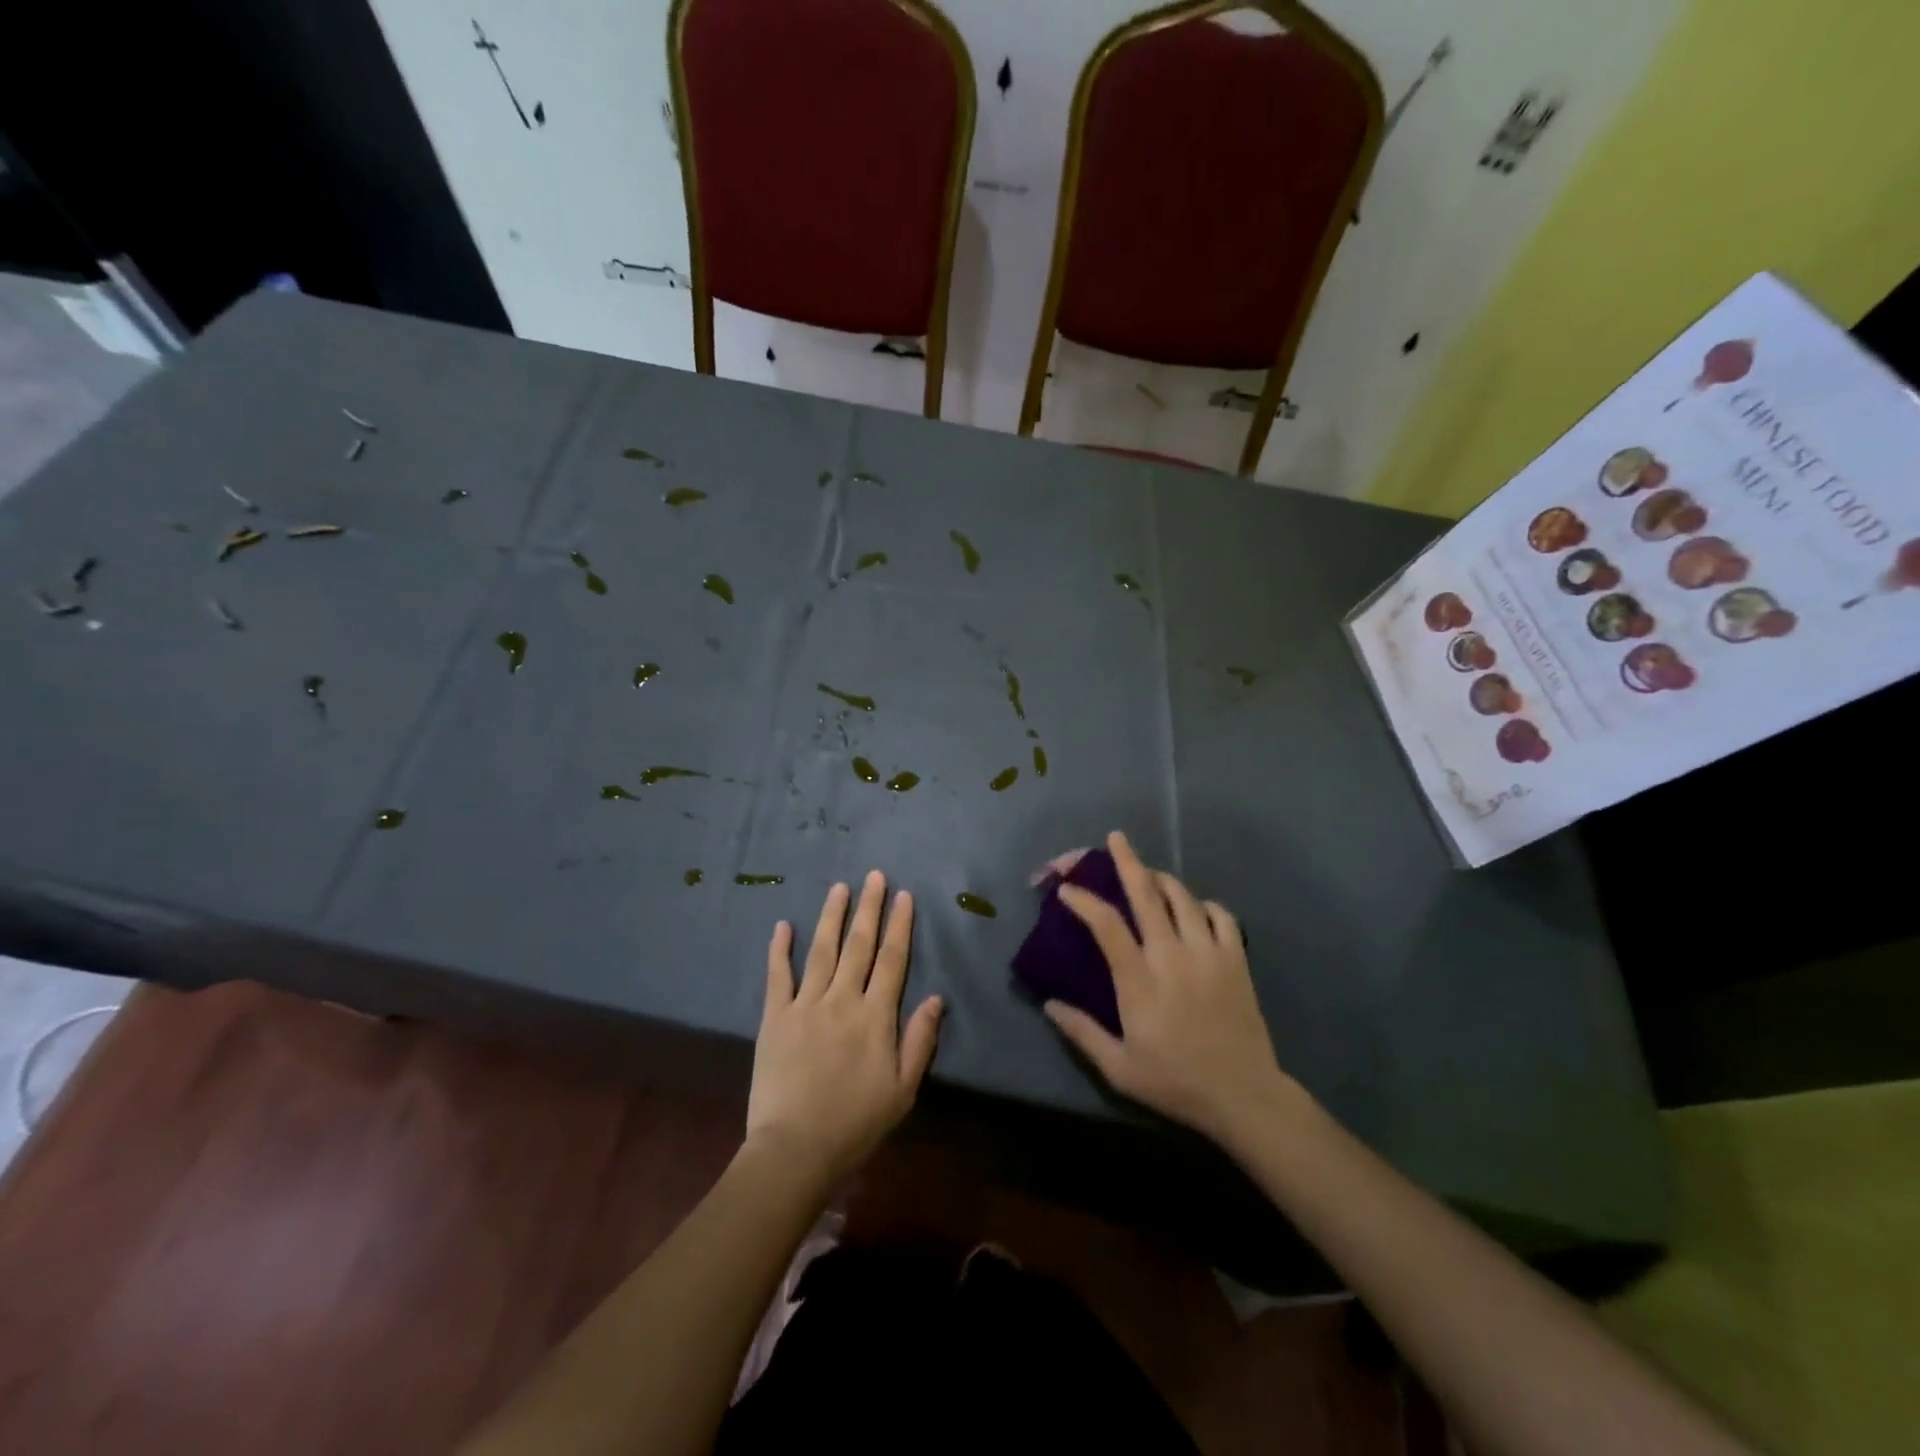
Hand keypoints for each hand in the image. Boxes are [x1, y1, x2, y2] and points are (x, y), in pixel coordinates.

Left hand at [748, 871, 943, 1185]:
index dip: (900, 925)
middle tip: (874, 876)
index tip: (904, 895)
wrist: (794, 1149)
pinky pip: (778, 976)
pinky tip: (782, 925)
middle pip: (859, 945)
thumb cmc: (855, 1123)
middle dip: (869, 908)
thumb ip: (919, 1040)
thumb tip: (937, 998)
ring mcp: (805, 1005)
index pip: (892, 959)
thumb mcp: (902, 1090)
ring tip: (839, 887)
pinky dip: (780, 949)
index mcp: (875, 1016)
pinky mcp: (775, 1017)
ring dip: (832, 916)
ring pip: (821, 950)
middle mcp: (842, 999)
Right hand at [1043, 831, 1295, 1149]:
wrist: (1244, 1096)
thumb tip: (1049, 1003)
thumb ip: (1081, 1032)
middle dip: (1126, 861)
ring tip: (1148, 873)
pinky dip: (1203, 904)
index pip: (1106, 925)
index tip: (1066, 889)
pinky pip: (1220, 915)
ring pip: (1182, 897)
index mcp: (1140, 981)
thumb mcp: (1119, 1068)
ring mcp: (1209, 953)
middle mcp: (1172, 956)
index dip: (1084, 901)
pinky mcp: (1236, 959)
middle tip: (1115, 838)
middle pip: (1146, 894)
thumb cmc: (1175, 1082)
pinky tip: (1194, 908)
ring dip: (1161, 879)